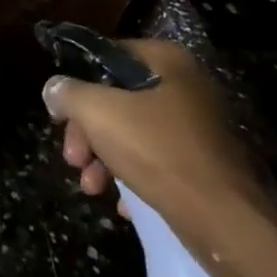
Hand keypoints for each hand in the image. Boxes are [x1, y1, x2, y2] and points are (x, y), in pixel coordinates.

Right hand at [42, 40, 268, 242]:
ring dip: (104, 158)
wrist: (223, 219)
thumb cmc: (157, 150)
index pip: (108, 56)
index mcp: (166, 60)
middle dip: (88, 131)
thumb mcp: (98, 112)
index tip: (59, 116)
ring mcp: (198, 126)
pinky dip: (134, 176)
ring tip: (92, 187)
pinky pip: (157, 161)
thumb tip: (53, 89)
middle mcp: (186, 86)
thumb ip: (68, 93)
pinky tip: (123, 202)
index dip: (77, 84)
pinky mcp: (204, 164)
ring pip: (134, 132)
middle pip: (117, 98)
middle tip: (73, 159)